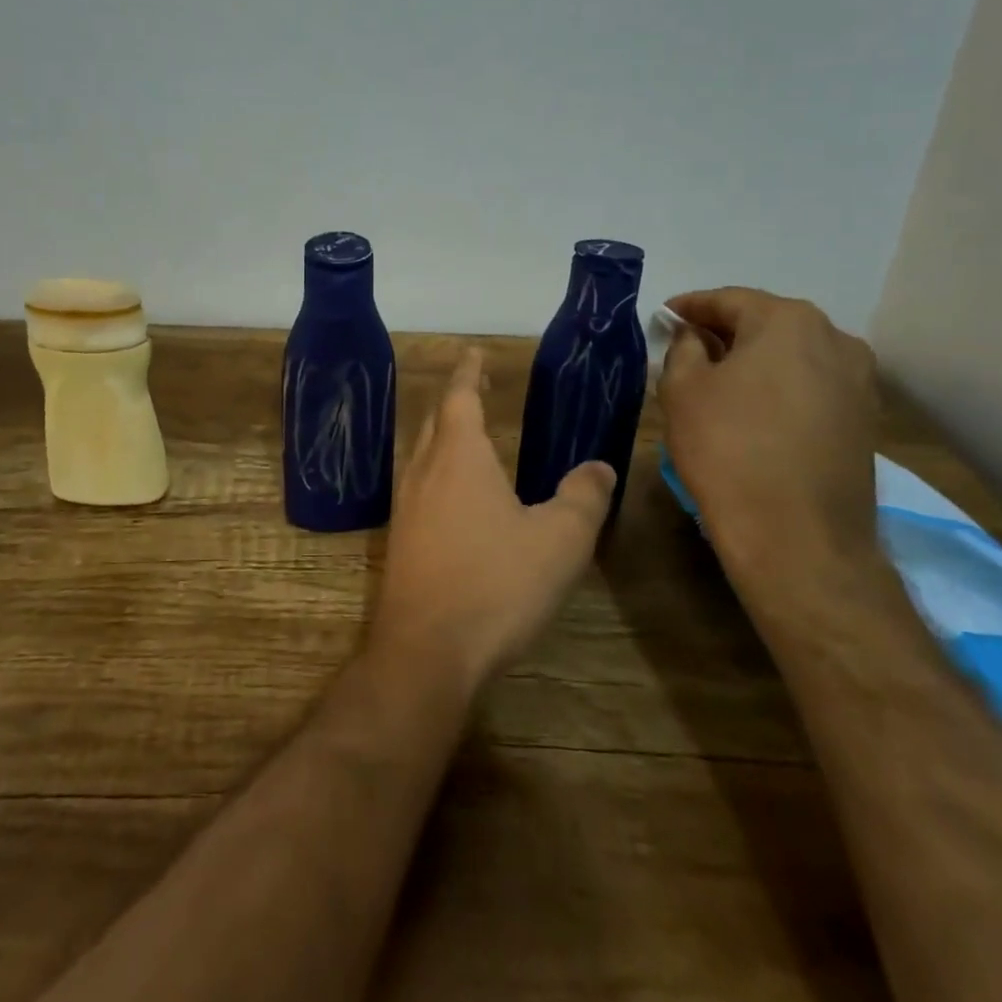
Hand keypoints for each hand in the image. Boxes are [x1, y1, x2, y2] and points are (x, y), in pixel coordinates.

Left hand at [372, 348, 615, 692]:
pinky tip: (453, 496)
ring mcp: (405, 506)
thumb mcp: (559, 540)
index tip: (475, 352)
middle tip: (477, 387)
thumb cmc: (495, 584)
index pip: (460, 395)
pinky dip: (437, 471)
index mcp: (459, 456)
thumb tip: (600, 466)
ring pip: (422, 453)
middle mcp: (423, 471)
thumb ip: (583, 497)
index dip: (469, 371)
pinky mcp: (400, 540)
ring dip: (443, 435)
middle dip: (456, 398)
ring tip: (469, 435)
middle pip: (436, 420)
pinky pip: (418, 486)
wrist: (426, 650)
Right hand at [658, 287, 878, 566]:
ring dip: (756, 361)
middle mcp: (836, 339)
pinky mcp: (866, 420)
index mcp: (788, 321)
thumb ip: (684, 348)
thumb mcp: (682, 390)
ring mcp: (859, 381)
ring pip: (793, 356)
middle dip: (725, 332)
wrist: (798, 536)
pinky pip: (812, 386)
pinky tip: (756, 411)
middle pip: (767, 323)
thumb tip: (694, 336)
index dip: (691, 307)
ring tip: (721, 381)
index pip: (729, 300)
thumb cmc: (728, 449)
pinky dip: (780, 388)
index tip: (665, 316)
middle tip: (688, 347)